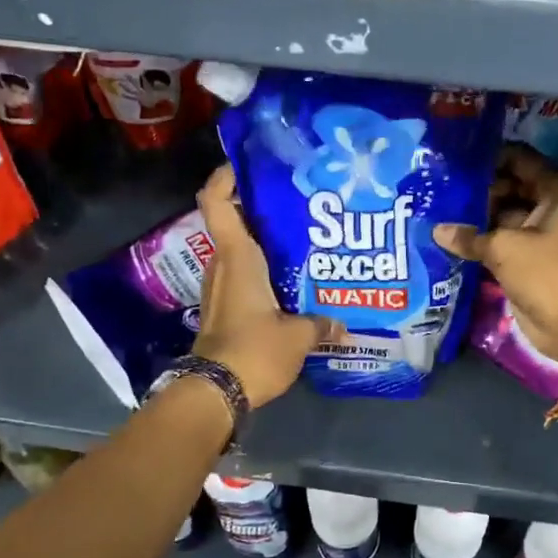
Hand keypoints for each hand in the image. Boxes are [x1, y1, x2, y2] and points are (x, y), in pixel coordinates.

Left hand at [193, 164, 338, 407]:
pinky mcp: (223, 310)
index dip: (225, 177)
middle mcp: (223, 265)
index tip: (249, 164)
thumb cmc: (254, 350)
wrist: (215, 392)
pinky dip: (262, 272)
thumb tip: (343, 325)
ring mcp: (220, 288)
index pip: (216, 201)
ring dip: (264, 245)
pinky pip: (242, 278)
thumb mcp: (297, 336)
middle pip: (234, 223)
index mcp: (237, 257)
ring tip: (304, 243)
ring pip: (240, 253)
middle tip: (300, 206)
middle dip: (261, 211)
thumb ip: (321, 324)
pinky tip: (293, 283)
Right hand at [434, 149, 557, 365]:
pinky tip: (450, 236)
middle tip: (442, 187)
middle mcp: (554, 205)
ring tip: (439, 209)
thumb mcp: (504, 248)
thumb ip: (469, 235)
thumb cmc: (547, 272)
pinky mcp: (532, 257)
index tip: (456, 160)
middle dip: (480, 190)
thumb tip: (437, 230)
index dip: (490, 159)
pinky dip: (482, 239)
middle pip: (511, 186)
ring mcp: (543, 232)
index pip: (520, 160)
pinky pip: (503, 239)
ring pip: (505, 214)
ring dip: (478, 216)